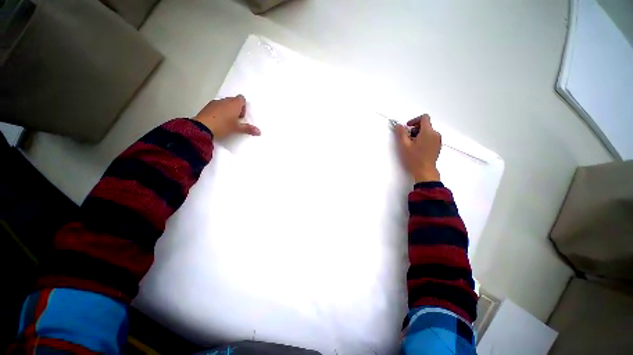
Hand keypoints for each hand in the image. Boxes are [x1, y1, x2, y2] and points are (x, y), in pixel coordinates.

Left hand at [194, 95, 260, 138]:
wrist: (202, 128)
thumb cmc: (223, 126)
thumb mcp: (237, 129)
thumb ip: (248, 129)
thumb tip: (259, 132)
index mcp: (234, 104)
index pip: (242, 99)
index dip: (243, 107)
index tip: (242, 116)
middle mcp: (225, 100)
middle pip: (234, 100)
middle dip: (236, 108)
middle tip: (236, 120)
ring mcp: (215, 102)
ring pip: (225, 103)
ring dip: (228, 110)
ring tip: (227, 121)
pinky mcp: (208, 106)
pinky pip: (217, 106)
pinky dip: (220, 111)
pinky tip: (218, 120)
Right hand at [395, 114, 441, 182]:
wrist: (425, 171)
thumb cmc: (414, 158)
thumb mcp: (404, 145)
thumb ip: (401, 133)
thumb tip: (399, 125)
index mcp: (428, 132)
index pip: (424, 118)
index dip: (414, 120)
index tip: (407, 128)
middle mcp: (435, 134)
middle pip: (425, 125)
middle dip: (415, 129)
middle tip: (407, 138)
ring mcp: (438, 140)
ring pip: (427, 132)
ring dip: (418, 135)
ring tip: (411, 145)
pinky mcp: (437, 146)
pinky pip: (430, 138)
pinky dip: (423, 139)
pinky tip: (417, 148)